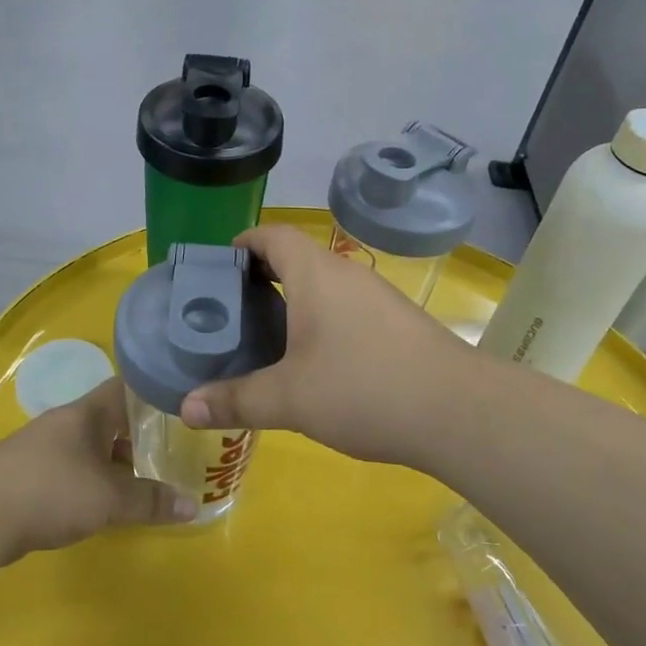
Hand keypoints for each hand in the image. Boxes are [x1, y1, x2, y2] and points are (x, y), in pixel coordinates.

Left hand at [0, 377, 195, 555]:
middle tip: (171, 451)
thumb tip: (194, 506)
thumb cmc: (51, 490)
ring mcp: (43, 450)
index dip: (153, 393)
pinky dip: (92, 482)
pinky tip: (102, 504)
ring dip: (114, 462)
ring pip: (90, 448)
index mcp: (87, 413)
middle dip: (138, 435)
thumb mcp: (109, 498)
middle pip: (109, 420)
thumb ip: (150, 501)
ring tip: (143, 482)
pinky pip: (72, 471)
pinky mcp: (28, 477)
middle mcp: (65, 424)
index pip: (126, 387)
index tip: (180, 405)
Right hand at [178, 225, 478, 468]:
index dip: (243, 243)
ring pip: (324, 285)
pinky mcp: (398, 323)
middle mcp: (347, 274)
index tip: (218, 268)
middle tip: (231, 311)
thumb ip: (236, 401)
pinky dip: (322, 320)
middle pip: (297, 258)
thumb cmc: (364, 389)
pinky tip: (316, 360)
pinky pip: (347, 307)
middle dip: (261, 277)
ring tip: (266, 336)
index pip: (273, 235)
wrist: (459, 411)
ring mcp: (378, 297)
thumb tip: (185, 408)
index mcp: (316, 274)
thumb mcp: (289, 399)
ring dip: (294, 300)